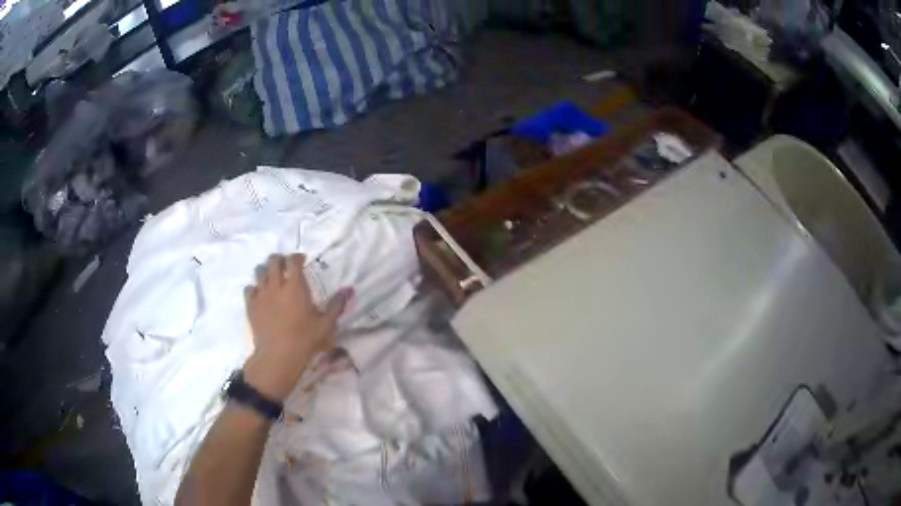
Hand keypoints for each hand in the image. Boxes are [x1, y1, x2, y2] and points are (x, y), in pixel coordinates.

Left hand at [242, 253, 351, 400]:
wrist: (278, 356)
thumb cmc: (304, 340)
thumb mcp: (325, 324)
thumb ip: (336, 305)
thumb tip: (349, 290)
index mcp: (295, 286)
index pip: (293, 261)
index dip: (297, 257)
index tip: (302, 261)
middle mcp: (276, 285)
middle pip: (273, 260)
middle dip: (280, 259)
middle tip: (286, 266)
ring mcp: (261, 294)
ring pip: (259, 271)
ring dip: (266, 270)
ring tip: (272, 278)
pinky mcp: (251, 305)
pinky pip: (249, 288)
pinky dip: (255, 287)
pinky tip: (260, 294)